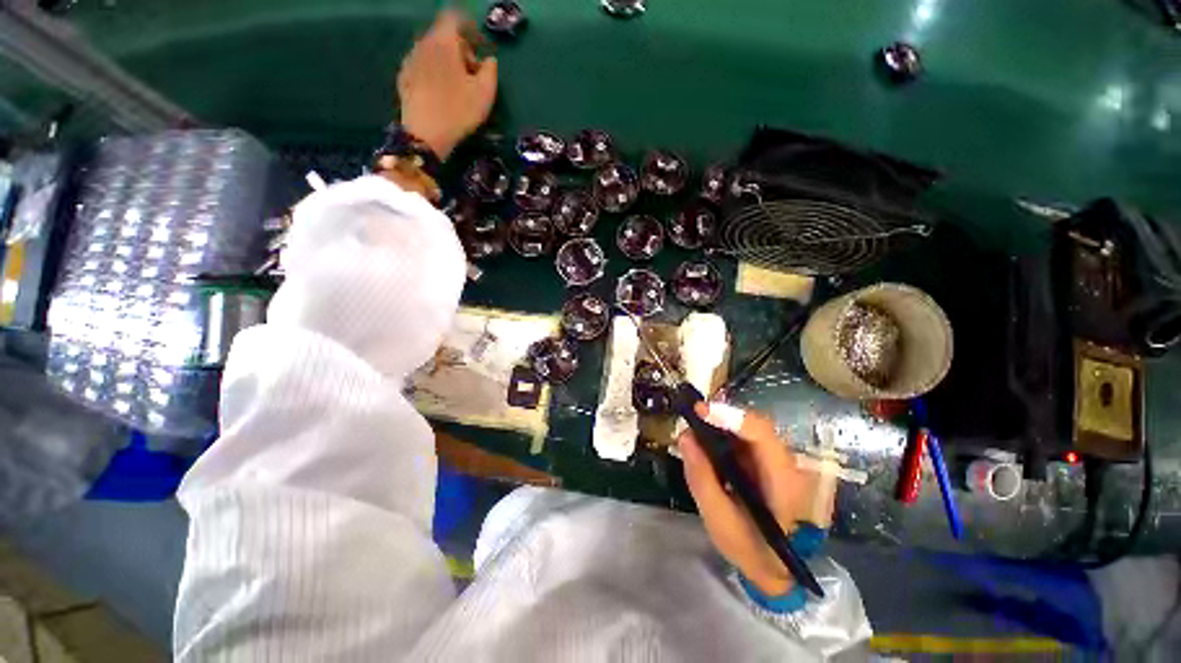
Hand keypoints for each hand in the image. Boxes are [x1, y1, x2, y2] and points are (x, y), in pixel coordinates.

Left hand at [397, 11, 497, 159]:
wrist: (425, 134)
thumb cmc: (459, 111)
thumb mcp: (485, 93)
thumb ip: (490, 71)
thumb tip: (489, 60)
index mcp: (444, 42)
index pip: (454, 18)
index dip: (469, 26)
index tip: (479, 43)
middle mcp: (423, 43)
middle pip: (443, 35)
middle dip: (459, 48)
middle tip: (472, 73)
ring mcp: (410, 60)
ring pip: (431, 52)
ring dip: (445, 62)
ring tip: (456, 86)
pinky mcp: (404, 78)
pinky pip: (422, 67)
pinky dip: (433, 73)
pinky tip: (440, 94)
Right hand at [678, 404, 830, 595]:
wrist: (776, 567)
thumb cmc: (751, 548)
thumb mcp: (719, 520)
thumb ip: (701, 478)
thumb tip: (685, 437)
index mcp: (781, 479)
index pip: (761, 434)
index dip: (731, 416)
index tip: (699, 411)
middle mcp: (784, 462)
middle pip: (753, 425)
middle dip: (720, 416)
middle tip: (690, 416)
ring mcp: (776, 460)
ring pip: (747, 428)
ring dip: (719, 424)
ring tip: (693, 427)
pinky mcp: (765, 461)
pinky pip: (742, 438)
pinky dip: (721, 435)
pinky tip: (705, 442)